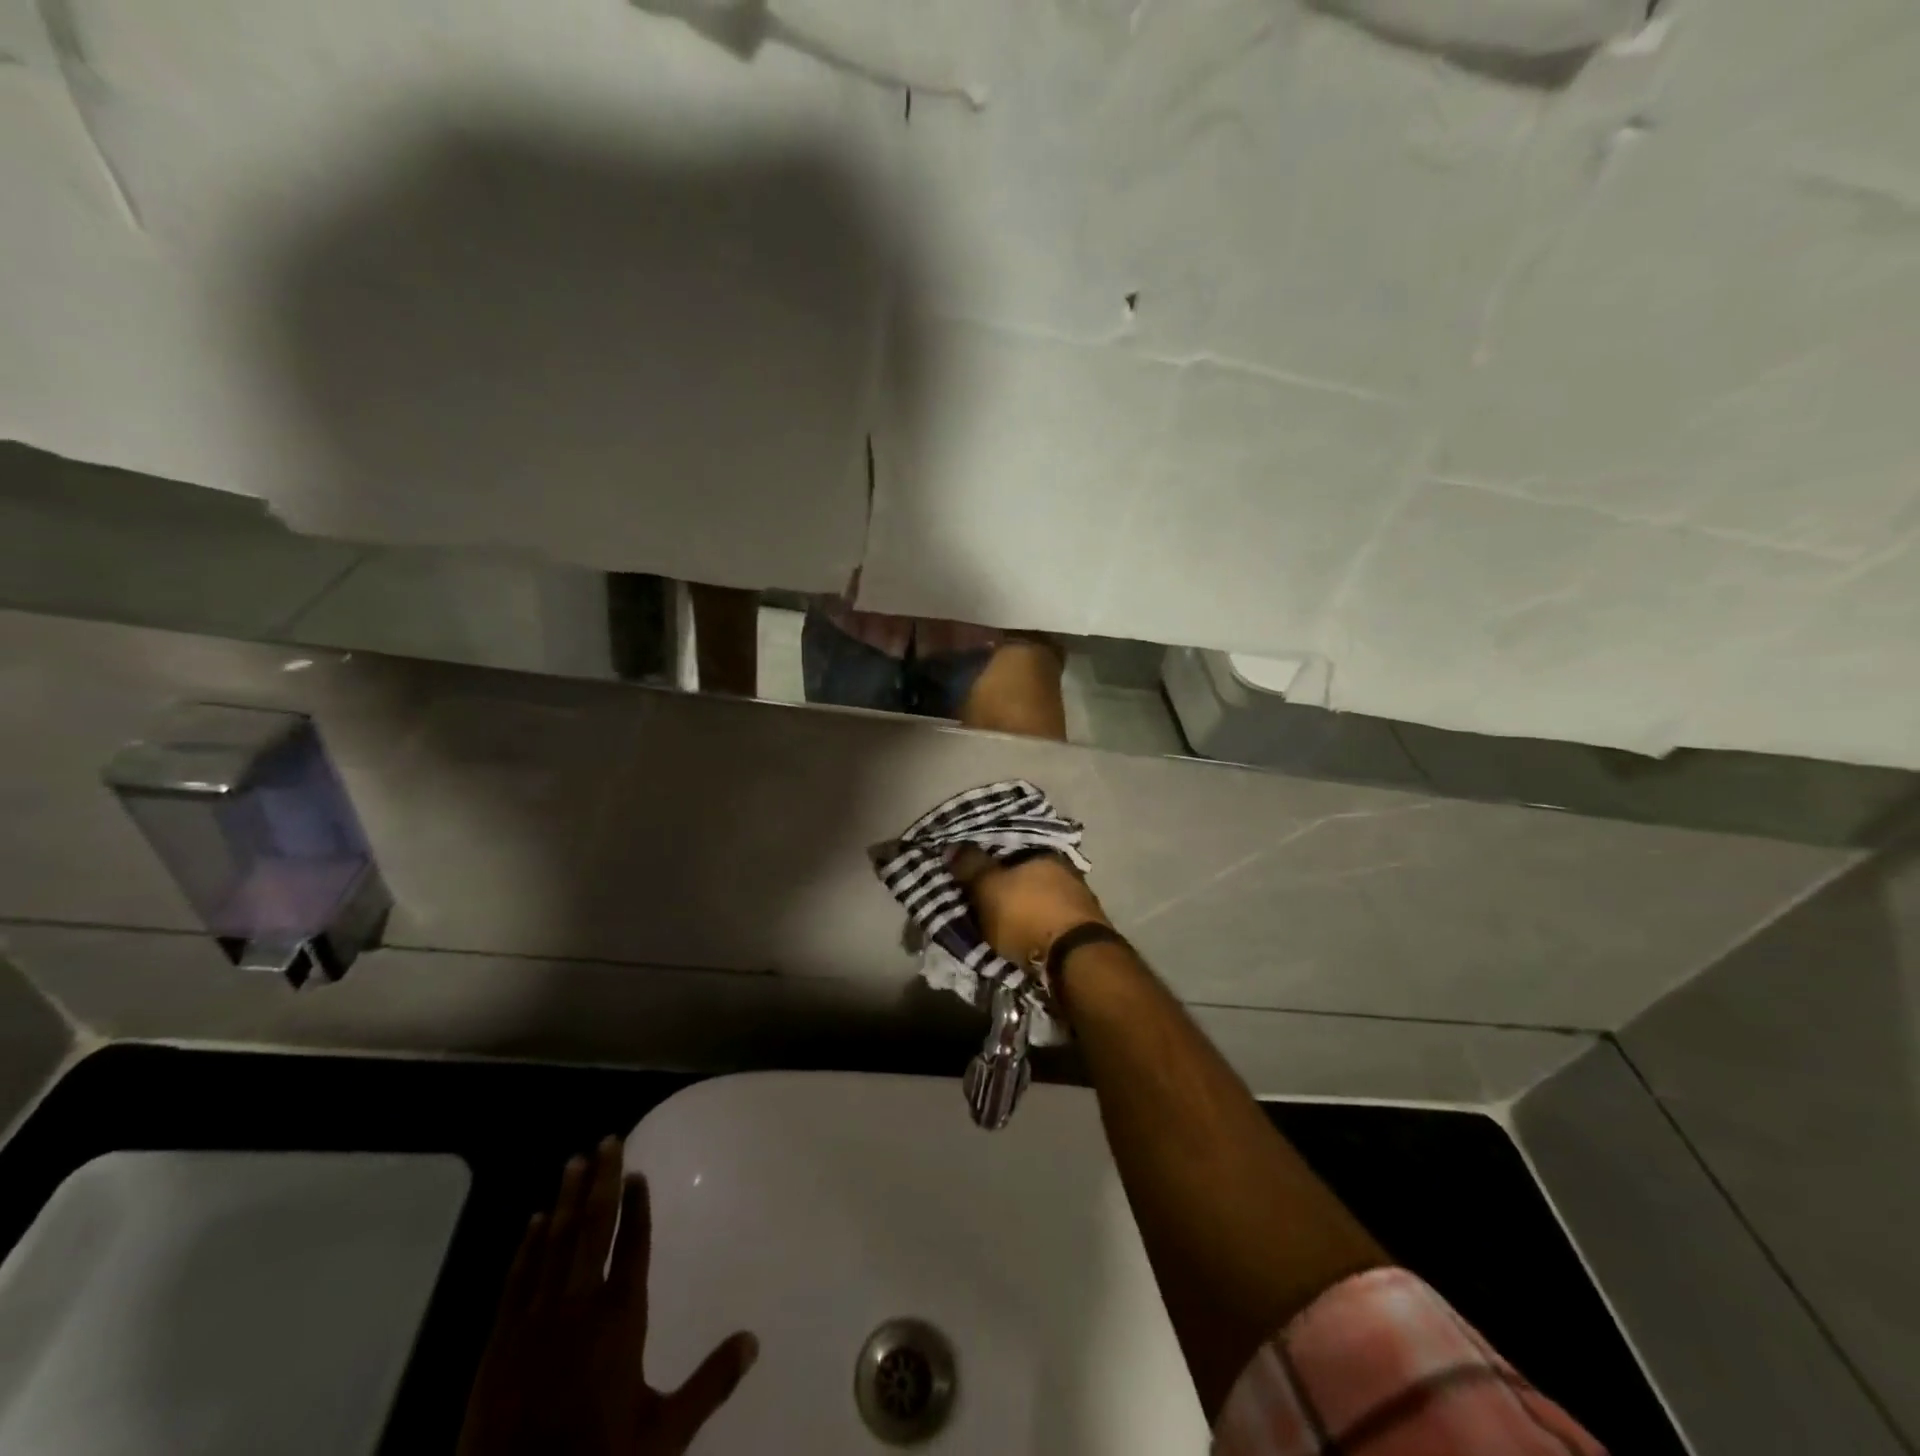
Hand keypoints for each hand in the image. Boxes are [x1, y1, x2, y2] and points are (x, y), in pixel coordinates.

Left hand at [457, 1138, 757, 1455]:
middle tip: (608, 1140)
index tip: (637, 1172)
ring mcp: (532, 1324)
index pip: (632, 1247)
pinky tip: (532, 1222)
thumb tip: (754, 1340)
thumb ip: (710, 1383)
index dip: (637, 1207)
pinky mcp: (497, 1346)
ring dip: (564, 1200)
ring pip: (552, 1245)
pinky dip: (526, 1247)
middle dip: (601, 1182)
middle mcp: (577, 1308)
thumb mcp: (664, 1436)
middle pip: (592, 1230)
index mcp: (619, 1321)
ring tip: (573, 1163)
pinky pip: (516, 1280)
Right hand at [950, 847, 1111, 968]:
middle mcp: (1064, 868)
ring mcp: (1078, 898)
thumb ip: (970, 866)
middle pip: (1026, 873)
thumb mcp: (988, 888)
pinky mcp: (1084, 927)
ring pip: (1040, 896)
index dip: (988, 859)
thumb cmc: (1028, 914)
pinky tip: (1025, 936)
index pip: (1009, 848)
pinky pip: (1050, 919)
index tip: (971, 872)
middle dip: (1006, 886)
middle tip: (983, 900)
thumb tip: (952, 846)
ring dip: (1023, 907)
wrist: (1076, 957)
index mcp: (1042, 852)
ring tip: (1001, 923)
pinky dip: (1036, 925)